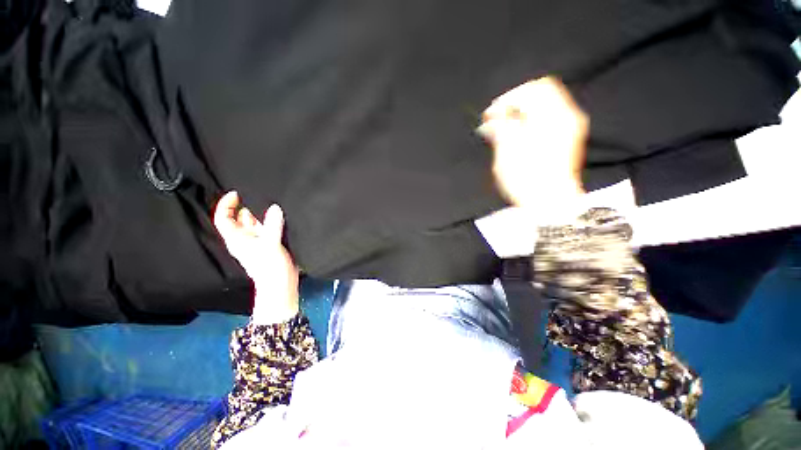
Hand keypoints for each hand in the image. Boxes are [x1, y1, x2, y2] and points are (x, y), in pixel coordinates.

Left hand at [214, 191, 299, 324]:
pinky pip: (266, 228)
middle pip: (238, 218)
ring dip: (260, 214)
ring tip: (270, 202)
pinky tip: (280, 216)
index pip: (223, 218)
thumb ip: (272, 226)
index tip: (237, 194)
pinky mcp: (269, 243)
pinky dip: (271, 221)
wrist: (280, 284)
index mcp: (237, 238)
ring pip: (254, 223)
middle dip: (245, 206)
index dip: (226, 205)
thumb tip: (275, 207)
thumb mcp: (271, 245)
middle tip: (258, 194)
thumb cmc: (270, 267)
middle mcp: (244, 238)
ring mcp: (257, 241)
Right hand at [478, 77, 588, 212]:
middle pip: (542, 91)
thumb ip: (501, 130)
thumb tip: (491, 120)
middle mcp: (566, 116)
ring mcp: (570, 126)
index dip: (508, 98)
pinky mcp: (569, 138)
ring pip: (547, 103)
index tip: (491, 113)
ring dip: (524, 110)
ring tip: (506, 125)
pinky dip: (533, 118)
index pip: (531, 90)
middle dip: (517, 100)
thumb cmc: (527, 179)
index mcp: (551, 117)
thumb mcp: (507, 154)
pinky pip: (551, 116)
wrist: (551, 204)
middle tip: (498, 117)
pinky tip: (519, 132)